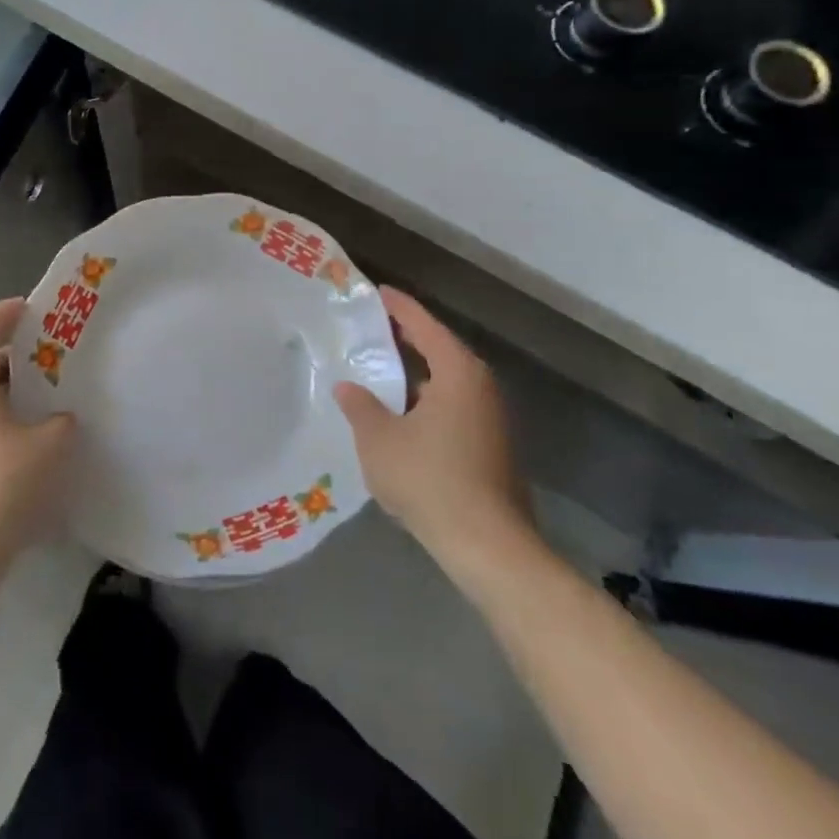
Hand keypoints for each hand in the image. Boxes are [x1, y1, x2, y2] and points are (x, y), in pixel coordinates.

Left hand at [0, 298, 76, 576]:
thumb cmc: (1, 487)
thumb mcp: (50, 446)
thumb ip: (61, 421)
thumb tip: (60, 419)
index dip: (6, 313)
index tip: (32, 307)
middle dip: (10, 356)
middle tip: (46, 356)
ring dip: (1, 392)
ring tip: (39, 401)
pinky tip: (19, 446)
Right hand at [334, 287, 531, 557]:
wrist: (488, 546)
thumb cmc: (430, 479)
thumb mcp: (379, 440)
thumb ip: (360, 406)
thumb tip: (347, 386)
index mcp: (458, 372)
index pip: (424, 325)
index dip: (398, 307)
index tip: (376, 291)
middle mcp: (480, 386)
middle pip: (439, 349)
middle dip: (406, 338)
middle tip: (371, 328)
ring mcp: (491, 418)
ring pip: (447, 381)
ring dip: (416, 373)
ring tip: (380, 370)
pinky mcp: (491, 446)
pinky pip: (453, 405)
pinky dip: (426, 399)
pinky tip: (401, 416)